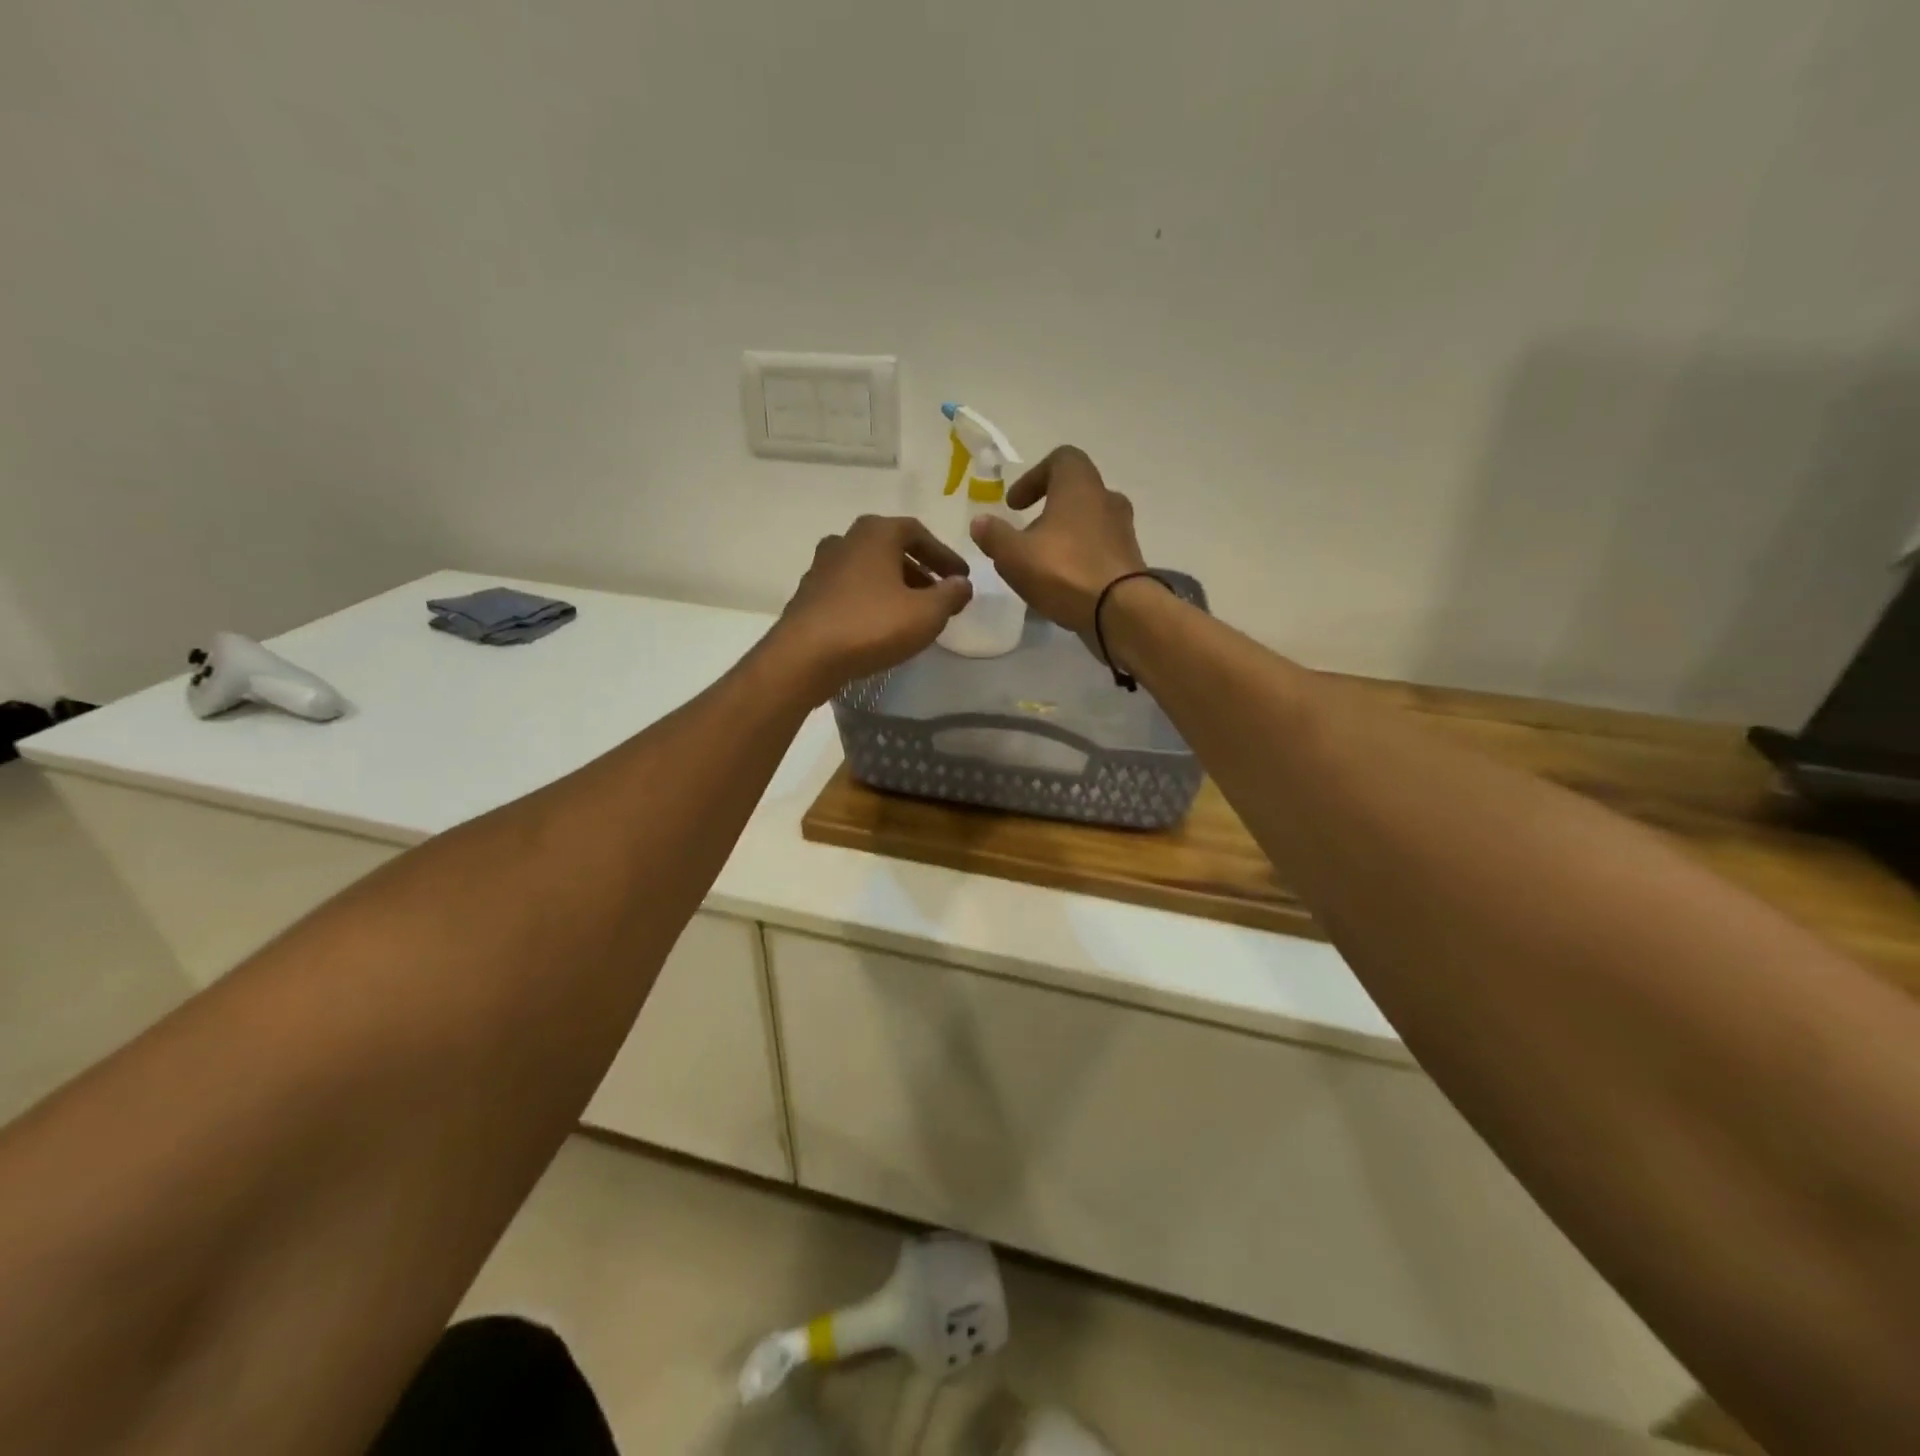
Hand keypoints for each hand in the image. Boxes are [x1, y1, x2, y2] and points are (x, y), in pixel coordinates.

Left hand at [771, 515, 971, 698]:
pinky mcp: (809, 595)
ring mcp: (822, 567)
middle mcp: (846, 540)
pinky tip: (881, 626)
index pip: (918, 533)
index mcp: (875, 533)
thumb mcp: (926, 613)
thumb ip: (950, 595)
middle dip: (920, 571)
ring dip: (895, 586)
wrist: (805, 656)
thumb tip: (961, 583)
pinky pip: (851, 591)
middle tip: (940, 596)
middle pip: (892, 550)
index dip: (944, 555)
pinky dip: (872, 600)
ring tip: (913, 613)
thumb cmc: (872, 625)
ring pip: (870, 570)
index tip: (961, 578)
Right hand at [969, 446, 1146, 641]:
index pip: (1061, 459)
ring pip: (1089, 521)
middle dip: (1048, 509)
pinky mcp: (1129, 560)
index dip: (1034, 477)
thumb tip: (980, 522)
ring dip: (1065, 535)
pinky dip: (1080, 556)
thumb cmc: (1064, 572)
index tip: (1014, 505)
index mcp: (1079, 485)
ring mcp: (1123, 530)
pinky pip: (1100, 548)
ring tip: (1042, 562)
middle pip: (1075, 492)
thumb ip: (994, 535)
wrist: (1121, 612)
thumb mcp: (1014, 555)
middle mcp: (1107, 499)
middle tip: (1026, 533)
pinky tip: (1063, 582)